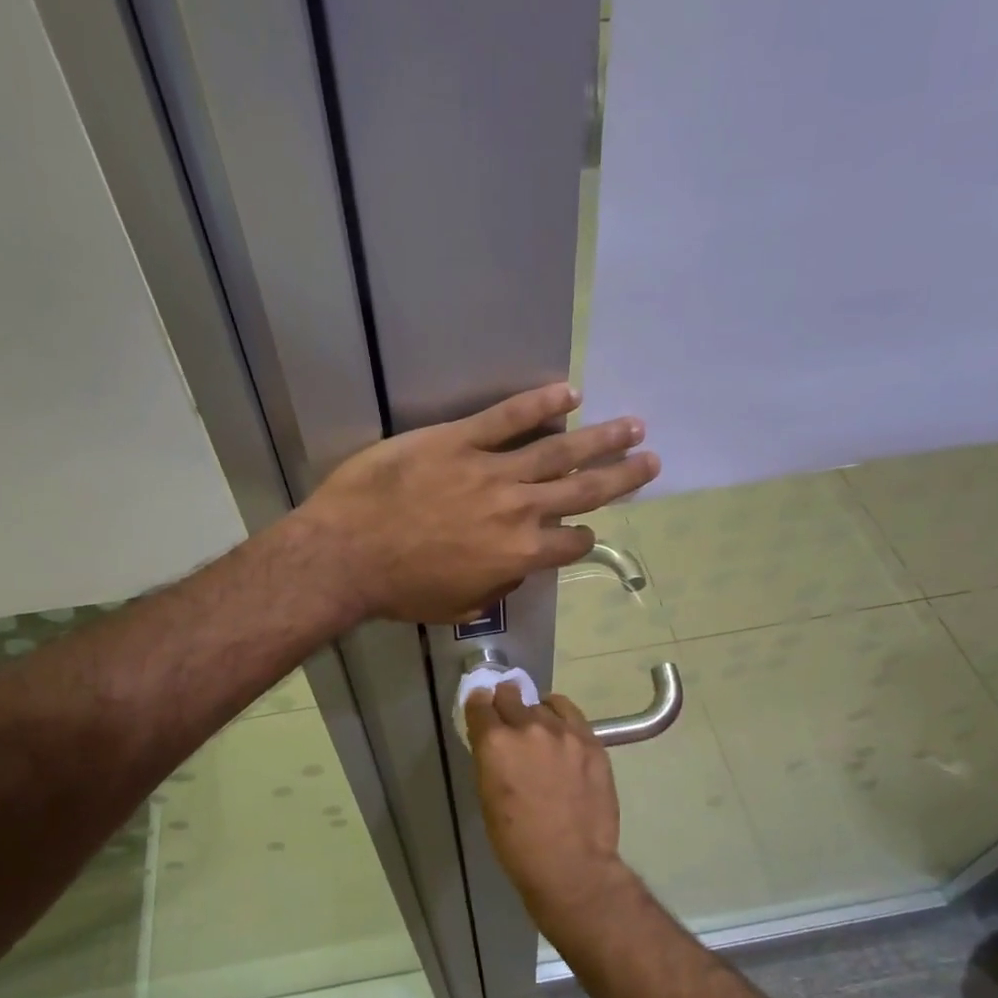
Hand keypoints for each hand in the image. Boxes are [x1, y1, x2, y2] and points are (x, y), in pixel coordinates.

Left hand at [297, 383, 658, 623]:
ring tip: (632, 425)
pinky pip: (507, 417)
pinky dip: (540, 404)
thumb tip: (515, 567)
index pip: (571, 541)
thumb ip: (497, 585)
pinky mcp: (458, 440)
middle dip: (621, 475)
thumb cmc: (399, 590)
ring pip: (558, 450)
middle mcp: (518, 509)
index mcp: (519, 553)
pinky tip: (570, 393)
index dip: (584, 536)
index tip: (588, 528)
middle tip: (651, 460)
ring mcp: (491, 470)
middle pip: (583, 489)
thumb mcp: (458, 604)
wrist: (346, 555)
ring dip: (600, 438)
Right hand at [465, 682, 638, 929]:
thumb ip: (490, 759)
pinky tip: (560, 728)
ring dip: (534, 712)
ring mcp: (564, 732)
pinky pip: (571, 714)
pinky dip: (560, 716)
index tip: (481, 708)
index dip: (479, 705)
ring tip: (537, 727)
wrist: (571, 864)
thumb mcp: (487, 796)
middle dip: (504, 702)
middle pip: (510, 695)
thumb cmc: (517, 841)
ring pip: (542, 704)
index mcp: (495, 742)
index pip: (480, 704)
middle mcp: (528, 726)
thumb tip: (494, 740)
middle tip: (506, 714)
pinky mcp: (591, 741)